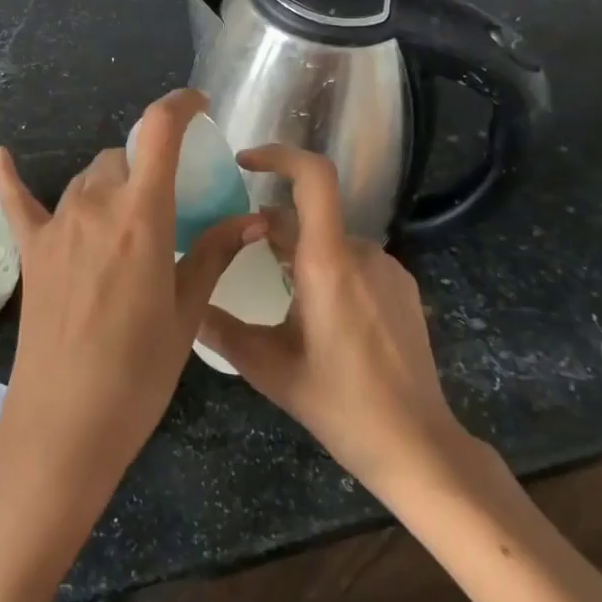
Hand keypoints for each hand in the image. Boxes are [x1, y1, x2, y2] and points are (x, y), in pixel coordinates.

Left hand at [0, 89, 266, 511]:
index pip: (159, 132)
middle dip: (149, 167)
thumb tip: (254, 219)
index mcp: (142, 215)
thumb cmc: (139, 371)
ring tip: (127, 219)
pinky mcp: (30, 250)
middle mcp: (95, 205)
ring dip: (111, 184)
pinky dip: (9, 177)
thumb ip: (215, 253)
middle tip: (169, 204)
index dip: (180, 105)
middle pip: (123, 158)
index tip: (199, 105)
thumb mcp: (186, 312)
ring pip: (88, 179)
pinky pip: (17, 201)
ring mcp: (56, 225)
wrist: (65, 423)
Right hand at [197, 144, 494, 508]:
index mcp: (328, 264)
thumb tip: (183, 304)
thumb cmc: (340, 406)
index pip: (313, 178)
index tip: (244, 162)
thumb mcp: (269, 370)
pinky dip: (327, 267)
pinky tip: (317, 312)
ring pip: (329, 240)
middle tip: (241, 257)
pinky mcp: (402, 286)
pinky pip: (354, 259)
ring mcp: (388, 268)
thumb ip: (221, 330)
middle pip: (309, 216)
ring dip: (299, 252)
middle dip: (272, 227)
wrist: (417, 446)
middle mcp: (362, 253)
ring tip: (276, 292)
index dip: (278, 156)